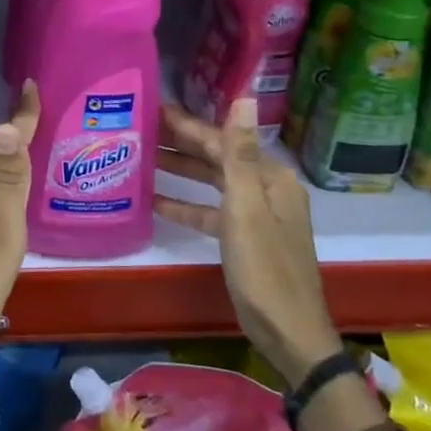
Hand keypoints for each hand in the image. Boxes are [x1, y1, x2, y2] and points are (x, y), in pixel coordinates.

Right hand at [154, 97, 340, 388]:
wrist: (289, 333)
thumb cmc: (265, 269)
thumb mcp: (247, 209)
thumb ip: (239, 154)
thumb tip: (246, 97)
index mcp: (271, 179)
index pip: (224, 141)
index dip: (189, 125)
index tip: (154, 110)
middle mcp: (266, 190)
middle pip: (218, 158)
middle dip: (182, 143)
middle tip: (141, 129)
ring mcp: (257, 216)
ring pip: (213, 183)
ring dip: (181, 171)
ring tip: (143, 158)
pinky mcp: (245, 239)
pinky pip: (212, 212)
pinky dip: (187, 205)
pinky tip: (156, 202)